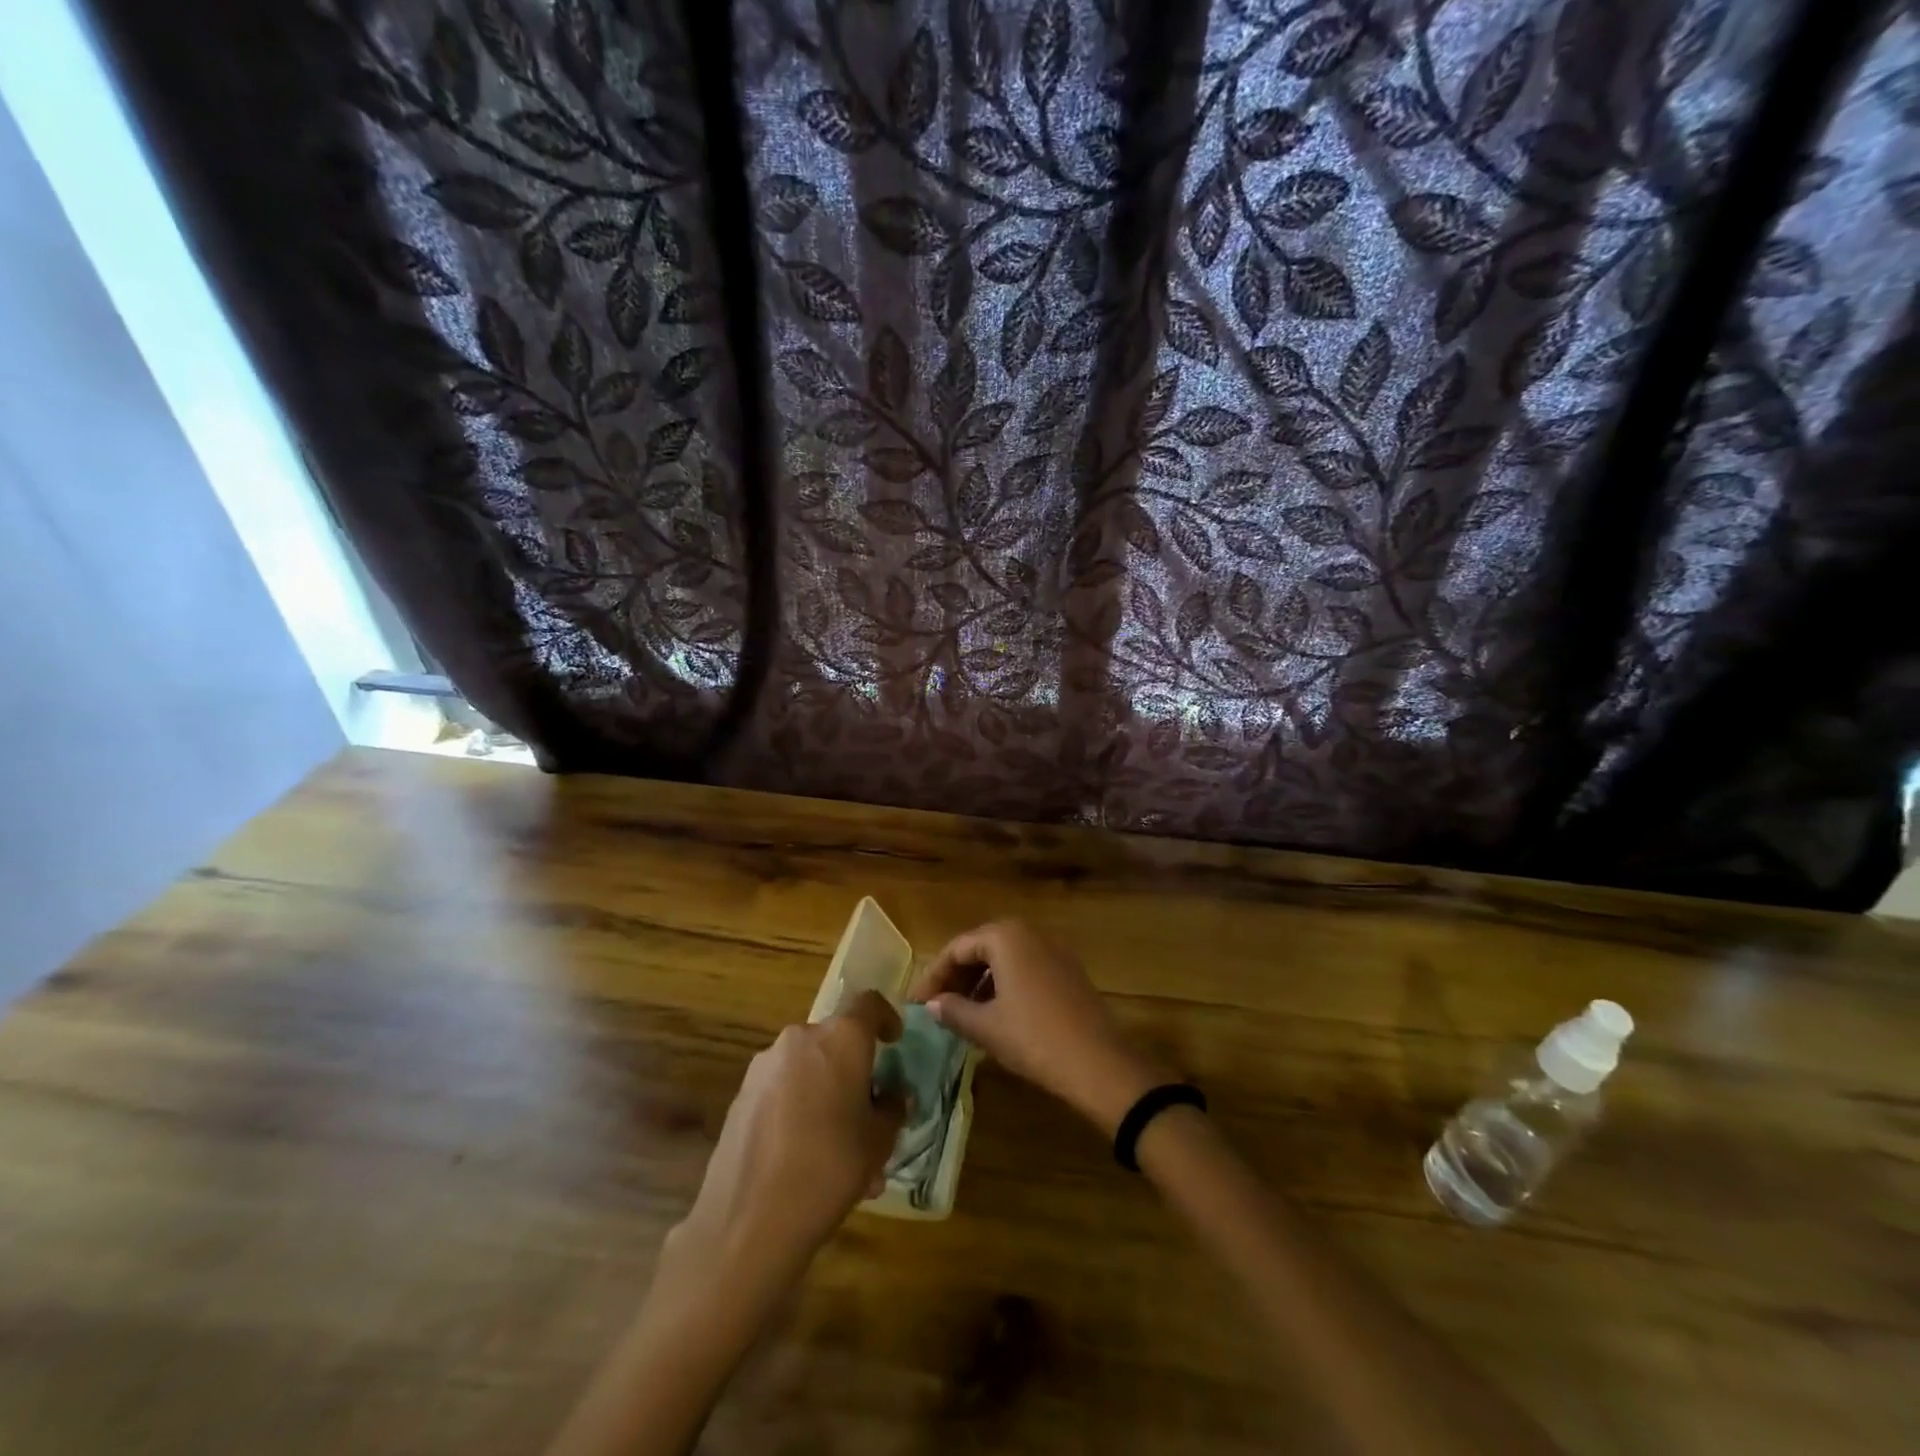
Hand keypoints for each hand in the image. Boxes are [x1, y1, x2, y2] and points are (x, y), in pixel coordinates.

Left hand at [673, 992, 905, 1290]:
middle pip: (836, 1040)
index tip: (894, 1043)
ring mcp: (765, 1065)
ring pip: (808, 1067)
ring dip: (826, 1092)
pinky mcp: (742, 1094)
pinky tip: (804, 1155)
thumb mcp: (879, 1141)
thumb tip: (893, 1097)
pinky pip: (782, 1088)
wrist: (749, 1219)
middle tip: (868, 1110)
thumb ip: (892, 1109)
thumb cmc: (830, 1167)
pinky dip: (799, 1107)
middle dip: (854, 1069)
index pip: (869, 1004)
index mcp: (841, 1038)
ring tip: (838, 1146)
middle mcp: (801, 1038)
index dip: (886, 1018)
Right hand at [908, 921, 1168, 1134]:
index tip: (915, 1002)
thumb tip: (932, 1004)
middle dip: (956, 976)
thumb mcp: (985, 1027)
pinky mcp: (1069, 972)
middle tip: (935, 1006)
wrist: (1099, 1063)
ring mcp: (1054, 951)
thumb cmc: (1033, 1038)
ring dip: (979, 982)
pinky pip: (1026, 969)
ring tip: (961, 1013)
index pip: (957, 947)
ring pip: (1005, 959)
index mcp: (1005, 937)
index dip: (933, 975)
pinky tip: (995, 1014)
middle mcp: (1030, 934)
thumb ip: (953, 1010)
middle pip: (981, 948)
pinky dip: (1004, 985)